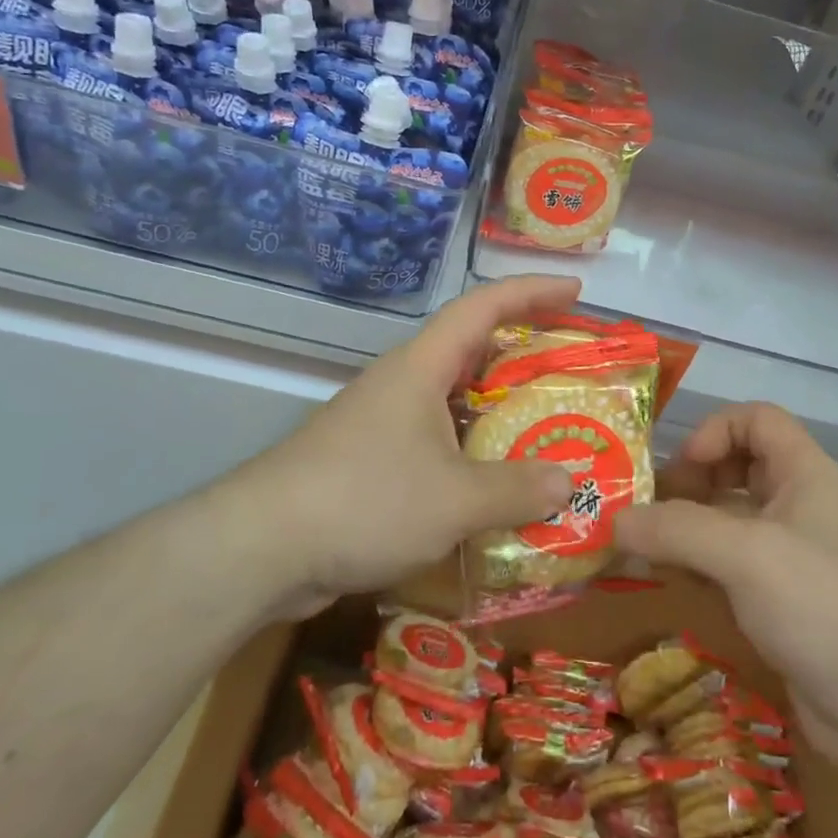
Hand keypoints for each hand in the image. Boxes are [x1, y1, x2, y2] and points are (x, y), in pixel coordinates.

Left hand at [236, 275, 581, 617]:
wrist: (261, 547)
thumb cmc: (364, 500)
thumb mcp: (454, 500)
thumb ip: (516, 490)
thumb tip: (569, 483)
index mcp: (422, 367)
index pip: (483, 307)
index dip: (532, 291)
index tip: (576, 290)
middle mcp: (402, 383)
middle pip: (471, 347)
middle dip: (522, 348)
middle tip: (570, 362)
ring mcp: (382, 420)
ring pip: (453, 398)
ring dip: (498, 405)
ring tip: (544, 423)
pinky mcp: (370, 460)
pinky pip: (436, 439)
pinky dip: (471, 449)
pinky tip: (493, 482)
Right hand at [615, 403, 837, 784]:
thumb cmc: (827, 605)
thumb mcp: (746, 554)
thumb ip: (675, 529)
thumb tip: (613, 520)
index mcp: (802, 474)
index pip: (756, 419)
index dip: (715, 430)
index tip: (682, 470)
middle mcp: (796, 508)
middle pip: (735, 469)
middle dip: (687, 482)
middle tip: (644, 510)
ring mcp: (788, 560)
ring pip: (726, 524)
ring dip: (682, 531)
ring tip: (635, 549)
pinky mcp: (780, 608)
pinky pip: (727, 572)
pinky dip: (694, 571)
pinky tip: (663, 587)